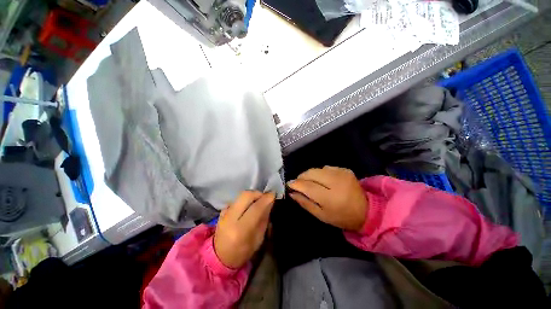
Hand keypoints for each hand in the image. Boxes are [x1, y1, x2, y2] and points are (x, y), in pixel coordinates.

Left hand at [214, 191, 274, 268]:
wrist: (220, 257)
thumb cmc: (243, 252)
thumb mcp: (258, 239)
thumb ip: (264, 219)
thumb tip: (270, 202)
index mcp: (241, 230)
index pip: (256, 208)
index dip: (266, 198)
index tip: (273, 194)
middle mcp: (230, 219)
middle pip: (246, 195)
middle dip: (258, 193)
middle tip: (265, 197)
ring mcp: (224, 214)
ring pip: (241, 195)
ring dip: (252, 195)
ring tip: (258, 201)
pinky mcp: (221, 211)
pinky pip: (236, 199)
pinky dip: (245, 200)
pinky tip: (248, 206)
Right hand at [288, 166, 366, 230]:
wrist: (366, 210)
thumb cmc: (341, 216)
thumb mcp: (321, 215)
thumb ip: (305, 203)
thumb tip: (292, 192)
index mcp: (330, 198)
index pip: (307, 186)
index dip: (296, 184)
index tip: (289, 184)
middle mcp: (335, 182)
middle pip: (311, 173)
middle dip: (301, 177)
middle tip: (299, 183)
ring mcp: (341, 173)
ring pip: (317, 169)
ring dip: (310, 175)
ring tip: (311, 182)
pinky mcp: (345, 169)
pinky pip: (326, 168)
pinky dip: (320, 173)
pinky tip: (323, 180)